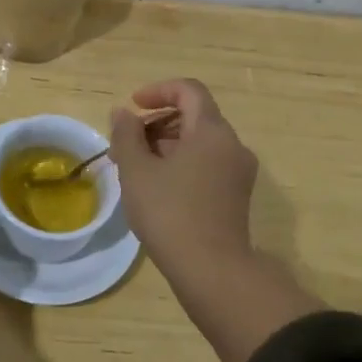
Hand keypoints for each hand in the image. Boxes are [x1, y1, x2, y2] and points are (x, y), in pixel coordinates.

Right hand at [110, 79, 258, 276]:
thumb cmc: (170, 213)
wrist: (212, 271)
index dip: (158, 91)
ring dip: (166, 145)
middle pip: (194, 116)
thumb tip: (123, 113)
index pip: (189, 90)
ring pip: (199, 143)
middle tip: (126, 145)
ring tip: (135, 170)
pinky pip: (207, 164)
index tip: (132, 107)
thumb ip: (126, 134)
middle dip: (156, 123)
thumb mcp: (136, 171)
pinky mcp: (236, 196)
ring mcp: (238, 172)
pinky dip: (181, 164)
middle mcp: (232, 145)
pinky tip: (156, 189)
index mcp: (212, 131)